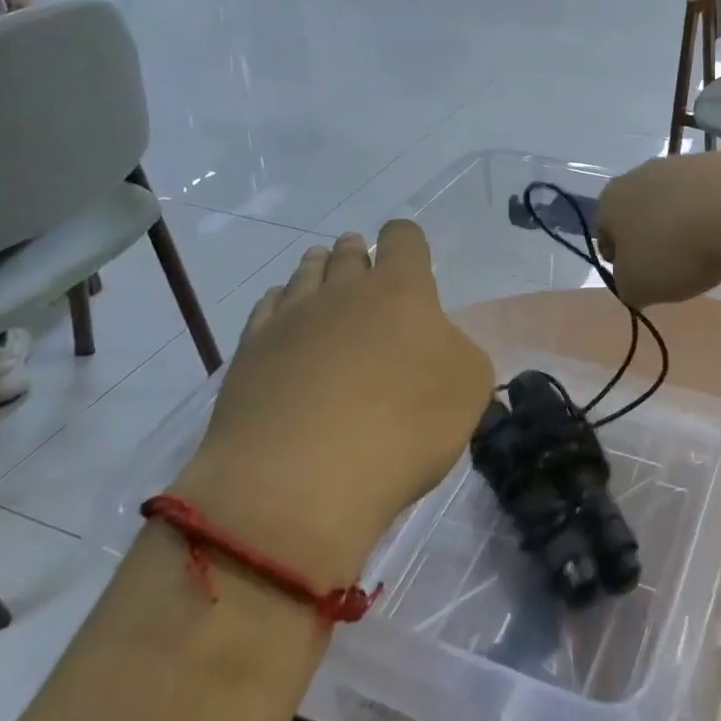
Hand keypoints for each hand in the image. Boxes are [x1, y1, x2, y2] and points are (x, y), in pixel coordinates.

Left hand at [174, 223, 492, 579]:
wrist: (301, 482)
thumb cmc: (403, 427)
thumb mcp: (470, 388)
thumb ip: (458, 352)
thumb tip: (436, 347)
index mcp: (401, 289)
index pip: (403, 238)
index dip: (408, 244)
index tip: (412, 265)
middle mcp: (343, 289)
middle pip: (349, 251)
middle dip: (360, 257)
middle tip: (367, 279)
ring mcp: (291, 317)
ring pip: (306, 273)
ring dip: (320, 273)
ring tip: (327, 291)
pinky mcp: (250, 350)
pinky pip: (268, 307)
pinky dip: (282, 308)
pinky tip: (287, 326)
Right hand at [595, 153, 720, 306]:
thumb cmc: (675, 250)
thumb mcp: (637, 287)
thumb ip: (627, 286)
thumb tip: (634, 279)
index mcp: (611, 200)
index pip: (604, 233)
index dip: (619, 260)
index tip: (639, 280)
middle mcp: (641, 174)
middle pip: (641, 216)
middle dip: (654, 243)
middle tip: (673, 271)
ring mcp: (682, 165)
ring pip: (677, 207)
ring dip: (686, 231)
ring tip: (709, 259)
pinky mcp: (720, 165)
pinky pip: (710, 201)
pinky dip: (716, 220)